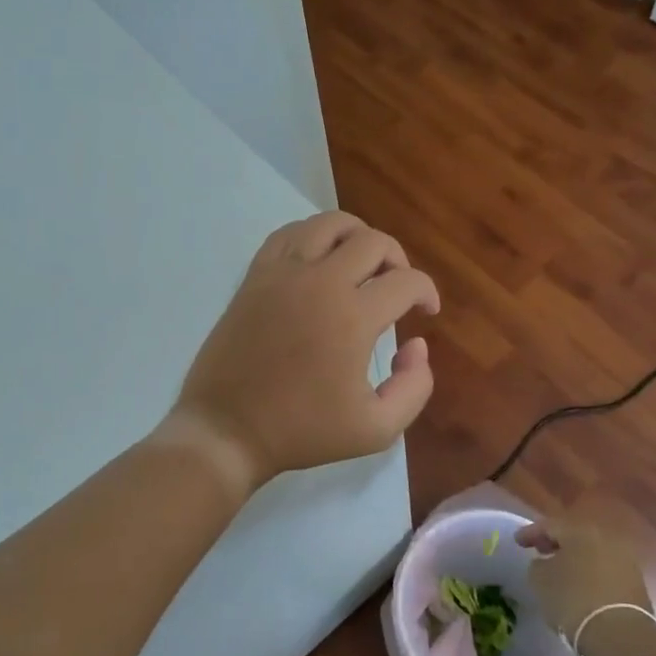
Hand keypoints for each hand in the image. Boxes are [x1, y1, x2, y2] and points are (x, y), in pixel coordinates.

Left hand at [165, 212, 439, 495]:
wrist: (228, 429)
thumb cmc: (302, 431)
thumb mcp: (376, 429)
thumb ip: (414, 387)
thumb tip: (416, 344)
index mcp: (353, 317)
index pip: (407, 281)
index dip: (427, 292)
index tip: (426, 312)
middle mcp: (320, 282)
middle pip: (373, 241)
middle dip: (397, 260)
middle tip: (397, 288)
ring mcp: (283, 273)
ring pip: (330, 224)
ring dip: (357, 237)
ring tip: (362, 265)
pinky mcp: (255, 275)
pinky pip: (289, 233)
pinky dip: (313, 236)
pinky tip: (319, 260)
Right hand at [516, 501, 652, 641]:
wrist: (620, 635)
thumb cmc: (573, 600)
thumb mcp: (540, 580)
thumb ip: (538, 565)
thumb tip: (544, 563)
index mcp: (579, 531)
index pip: (550, 525)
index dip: (530, 533)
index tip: (518, 543)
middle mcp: (605, 538)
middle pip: (575, 536)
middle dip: (556, 544)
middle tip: (540, 552)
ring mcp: (625, 560)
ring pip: (592, 553)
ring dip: (575, 560)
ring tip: (560, 573)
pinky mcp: (636, 583)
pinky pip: (605, 570)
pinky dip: (590, 574)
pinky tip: (580, 588)